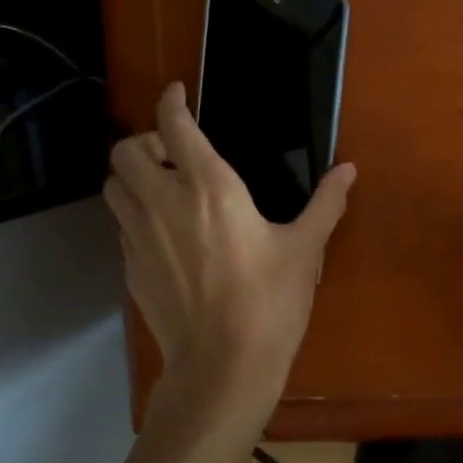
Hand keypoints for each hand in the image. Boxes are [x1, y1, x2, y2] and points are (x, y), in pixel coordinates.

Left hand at [103, 83, 355, 414]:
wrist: (223, 368)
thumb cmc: (269, 302)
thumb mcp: (305, 249)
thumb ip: (326, 203)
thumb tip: (348, 170)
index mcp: (209, 188)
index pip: (174, 126)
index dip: (171, 102)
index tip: (178, 94)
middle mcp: (164, 203)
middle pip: (125, 151)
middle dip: (143, 140)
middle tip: (173, 152)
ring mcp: (139, 238)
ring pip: (113, 187)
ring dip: (132, 176)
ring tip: (163, 188)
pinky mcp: (131, 269)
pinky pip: (122, 225)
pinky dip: (136, 215)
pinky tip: (166, 235)